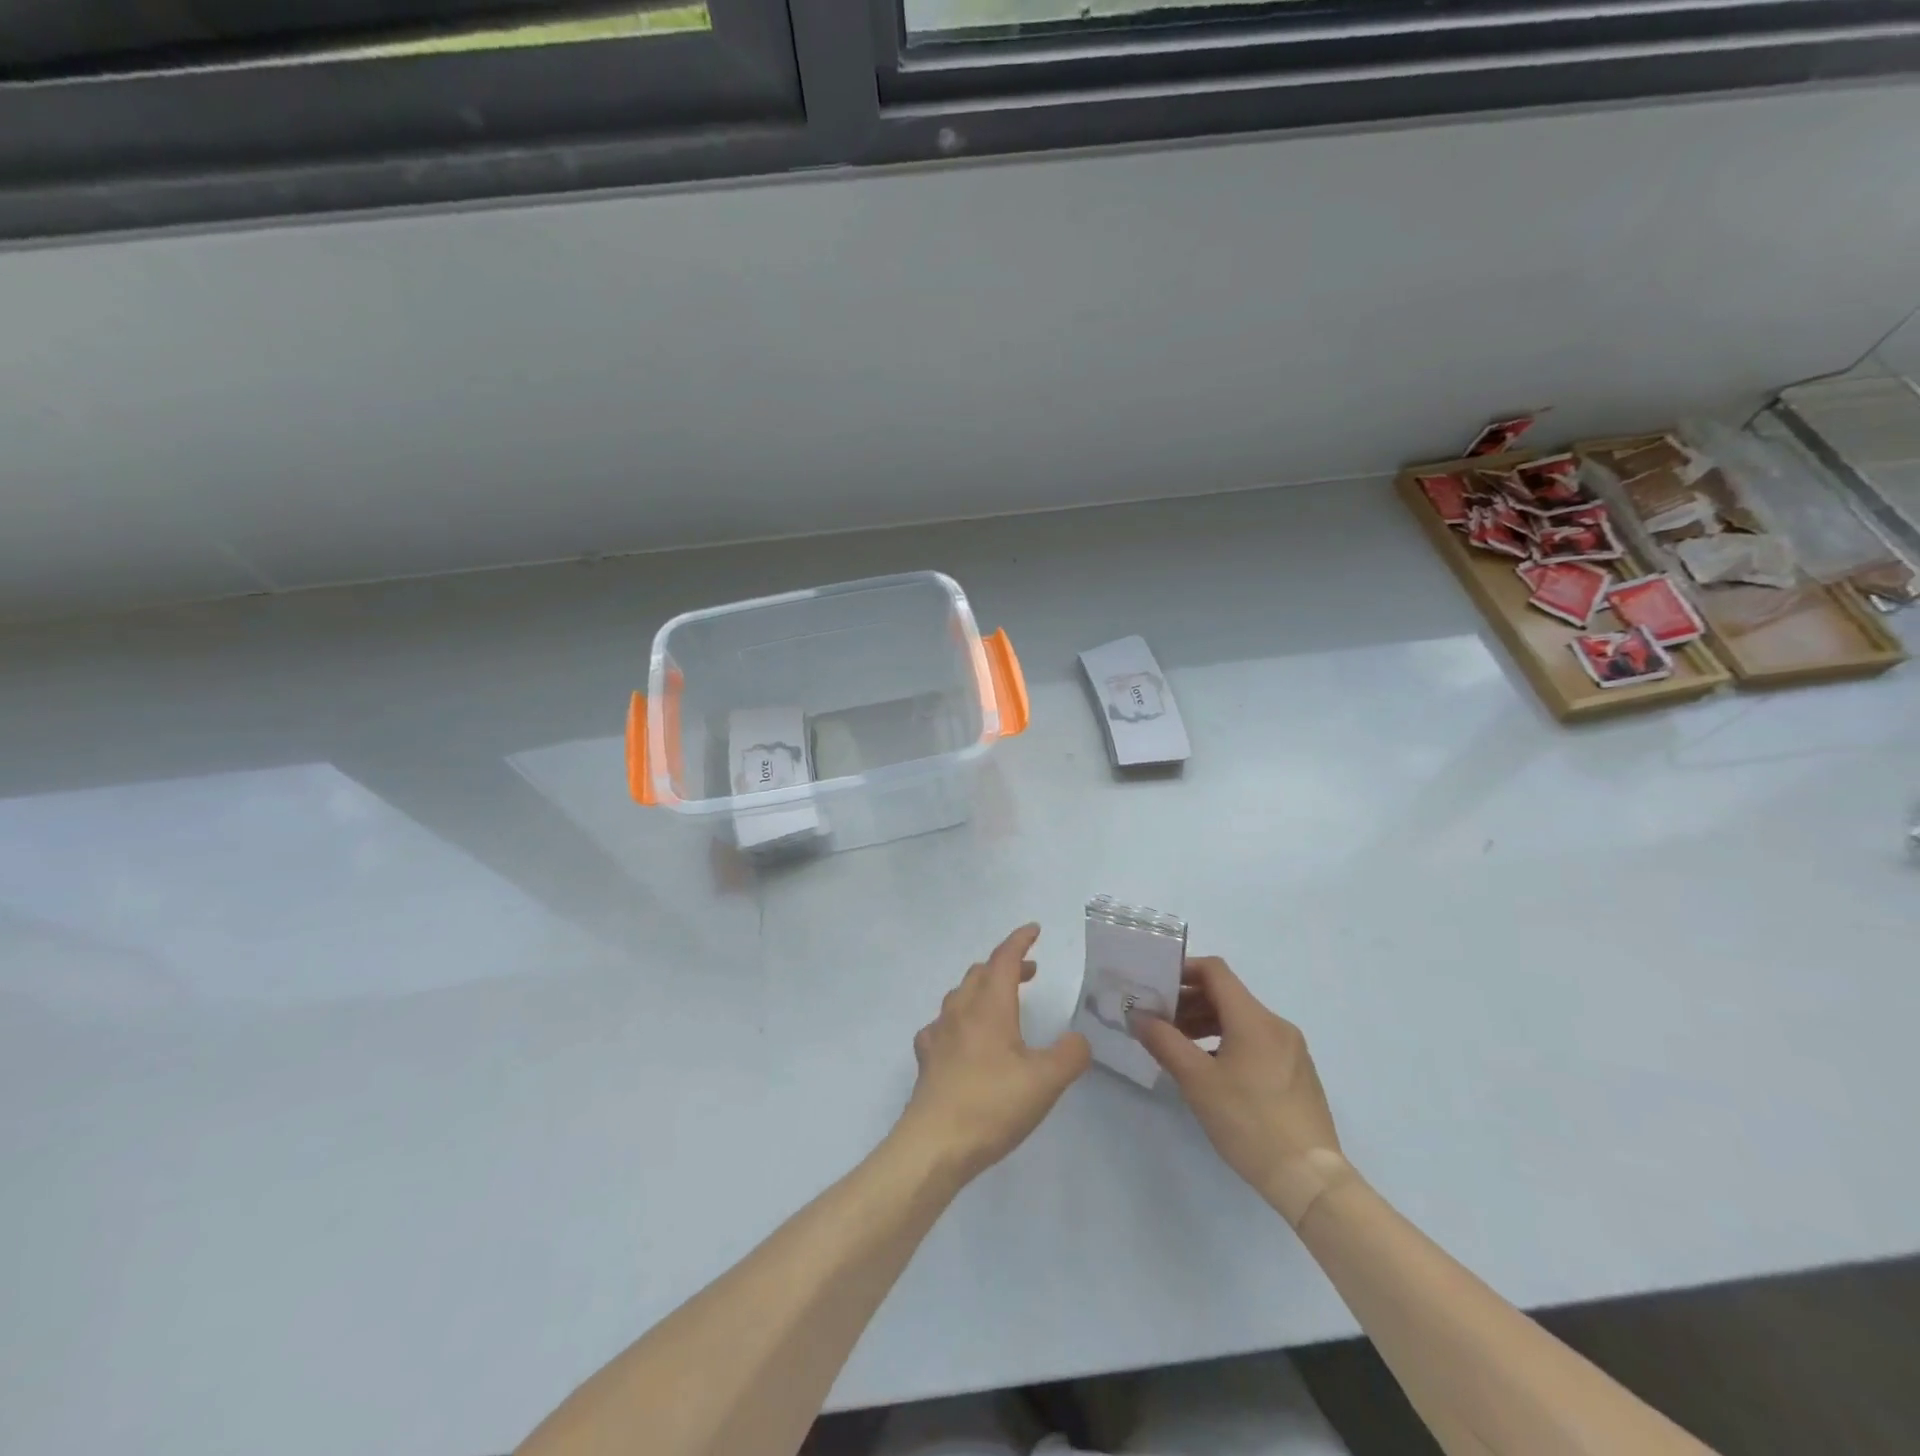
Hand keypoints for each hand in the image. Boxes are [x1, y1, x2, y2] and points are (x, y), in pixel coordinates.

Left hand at [896, 924, 1090, 1185]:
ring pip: (959, 995)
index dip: (1019, 941)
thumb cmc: (992, 1105)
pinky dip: (959, 1020)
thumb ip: (1070, 1055)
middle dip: (1005, 965)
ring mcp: (939, 1034)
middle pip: (980, 973)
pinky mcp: (927, 1059)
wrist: (934, 1144)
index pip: (1004, 959)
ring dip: (982, 989)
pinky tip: (963, 1038)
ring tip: (1001, 1002)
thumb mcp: (1046, 1082)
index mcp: (989, 1006)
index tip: (1034, 930)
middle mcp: (960, 1011)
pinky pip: (942, 1026)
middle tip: (1029, 972)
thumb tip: (1078, 1040)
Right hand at [1134, 956, 1347, 1225]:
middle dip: (1189, 1002)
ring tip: (1180, 1048)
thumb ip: (1164, 1041)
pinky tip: (1211, 1071)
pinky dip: (1227, 1042)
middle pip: (1227, 995)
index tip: (1156, 987)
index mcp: (1254, 1018)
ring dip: (1206, 1023)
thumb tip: (1139, 1016)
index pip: (1215, 971)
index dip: (1183, 970)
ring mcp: (1291, 1050)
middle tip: (1160, 1022)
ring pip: (1241, 1020)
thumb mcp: (1197, 1081)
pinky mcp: (1297, 1074)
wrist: (1310, 1179)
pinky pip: (1256, 1042)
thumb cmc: (1249, 1122)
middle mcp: (1276, 1025)